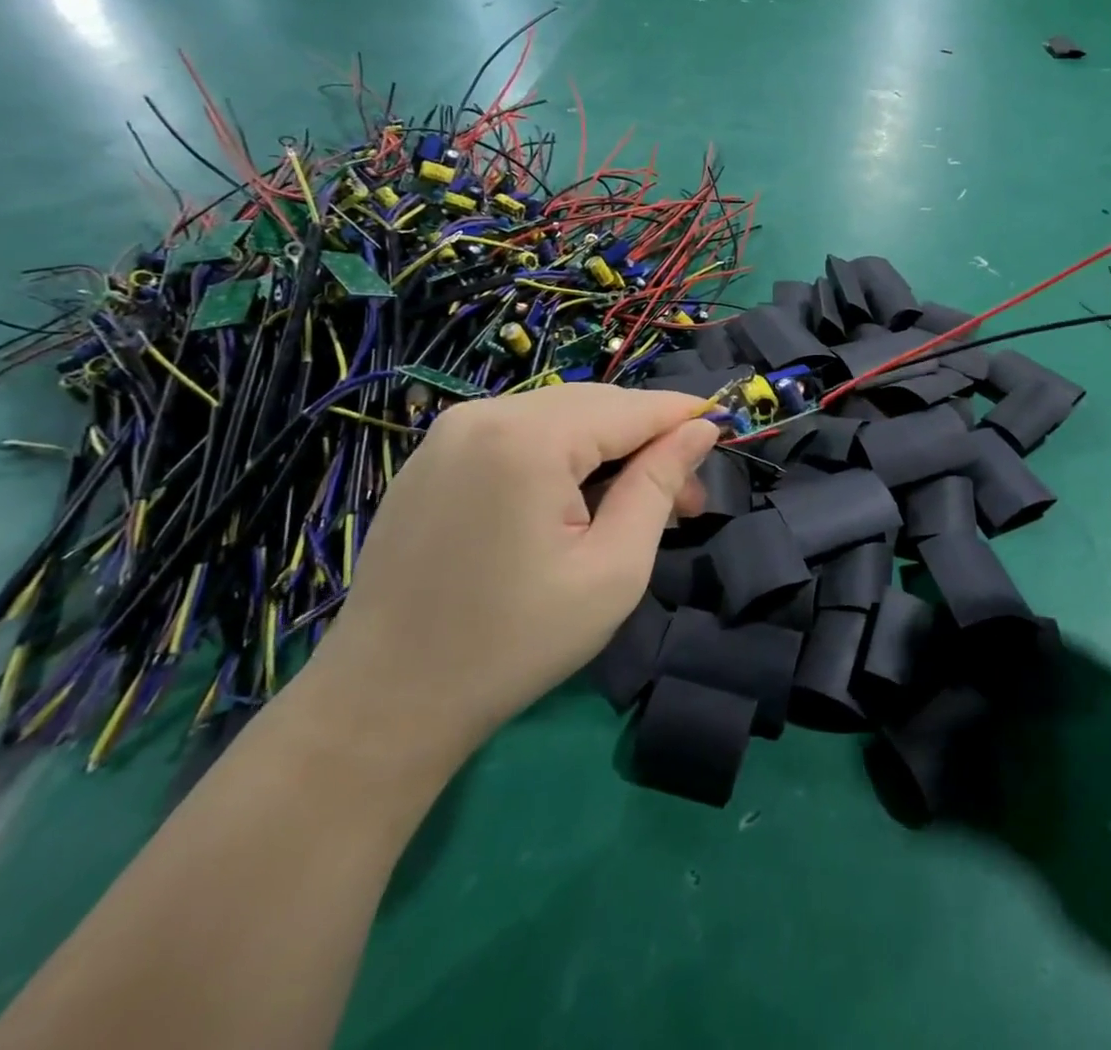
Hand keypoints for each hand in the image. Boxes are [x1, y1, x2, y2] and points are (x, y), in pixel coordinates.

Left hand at [302, 385, 716, 769]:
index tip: (726, 431)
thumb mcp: (613, 568)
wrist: (385, 703)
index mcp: (528, 438)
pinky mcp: (434, 458)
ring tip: (638, 506)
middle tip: (687, 501)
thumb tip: (701, 431)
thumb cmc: (514, 642)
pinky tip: (578, 502)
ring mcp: (450, 434)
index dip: (684, 417)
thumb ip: (659, 486)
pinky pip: (520, 436)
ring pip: (560, 418)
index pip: (631, 407)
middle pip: (595, 407)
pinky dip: (563, 457)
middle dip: (648, 442)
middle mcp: (484, 414)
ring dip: (608, 451)